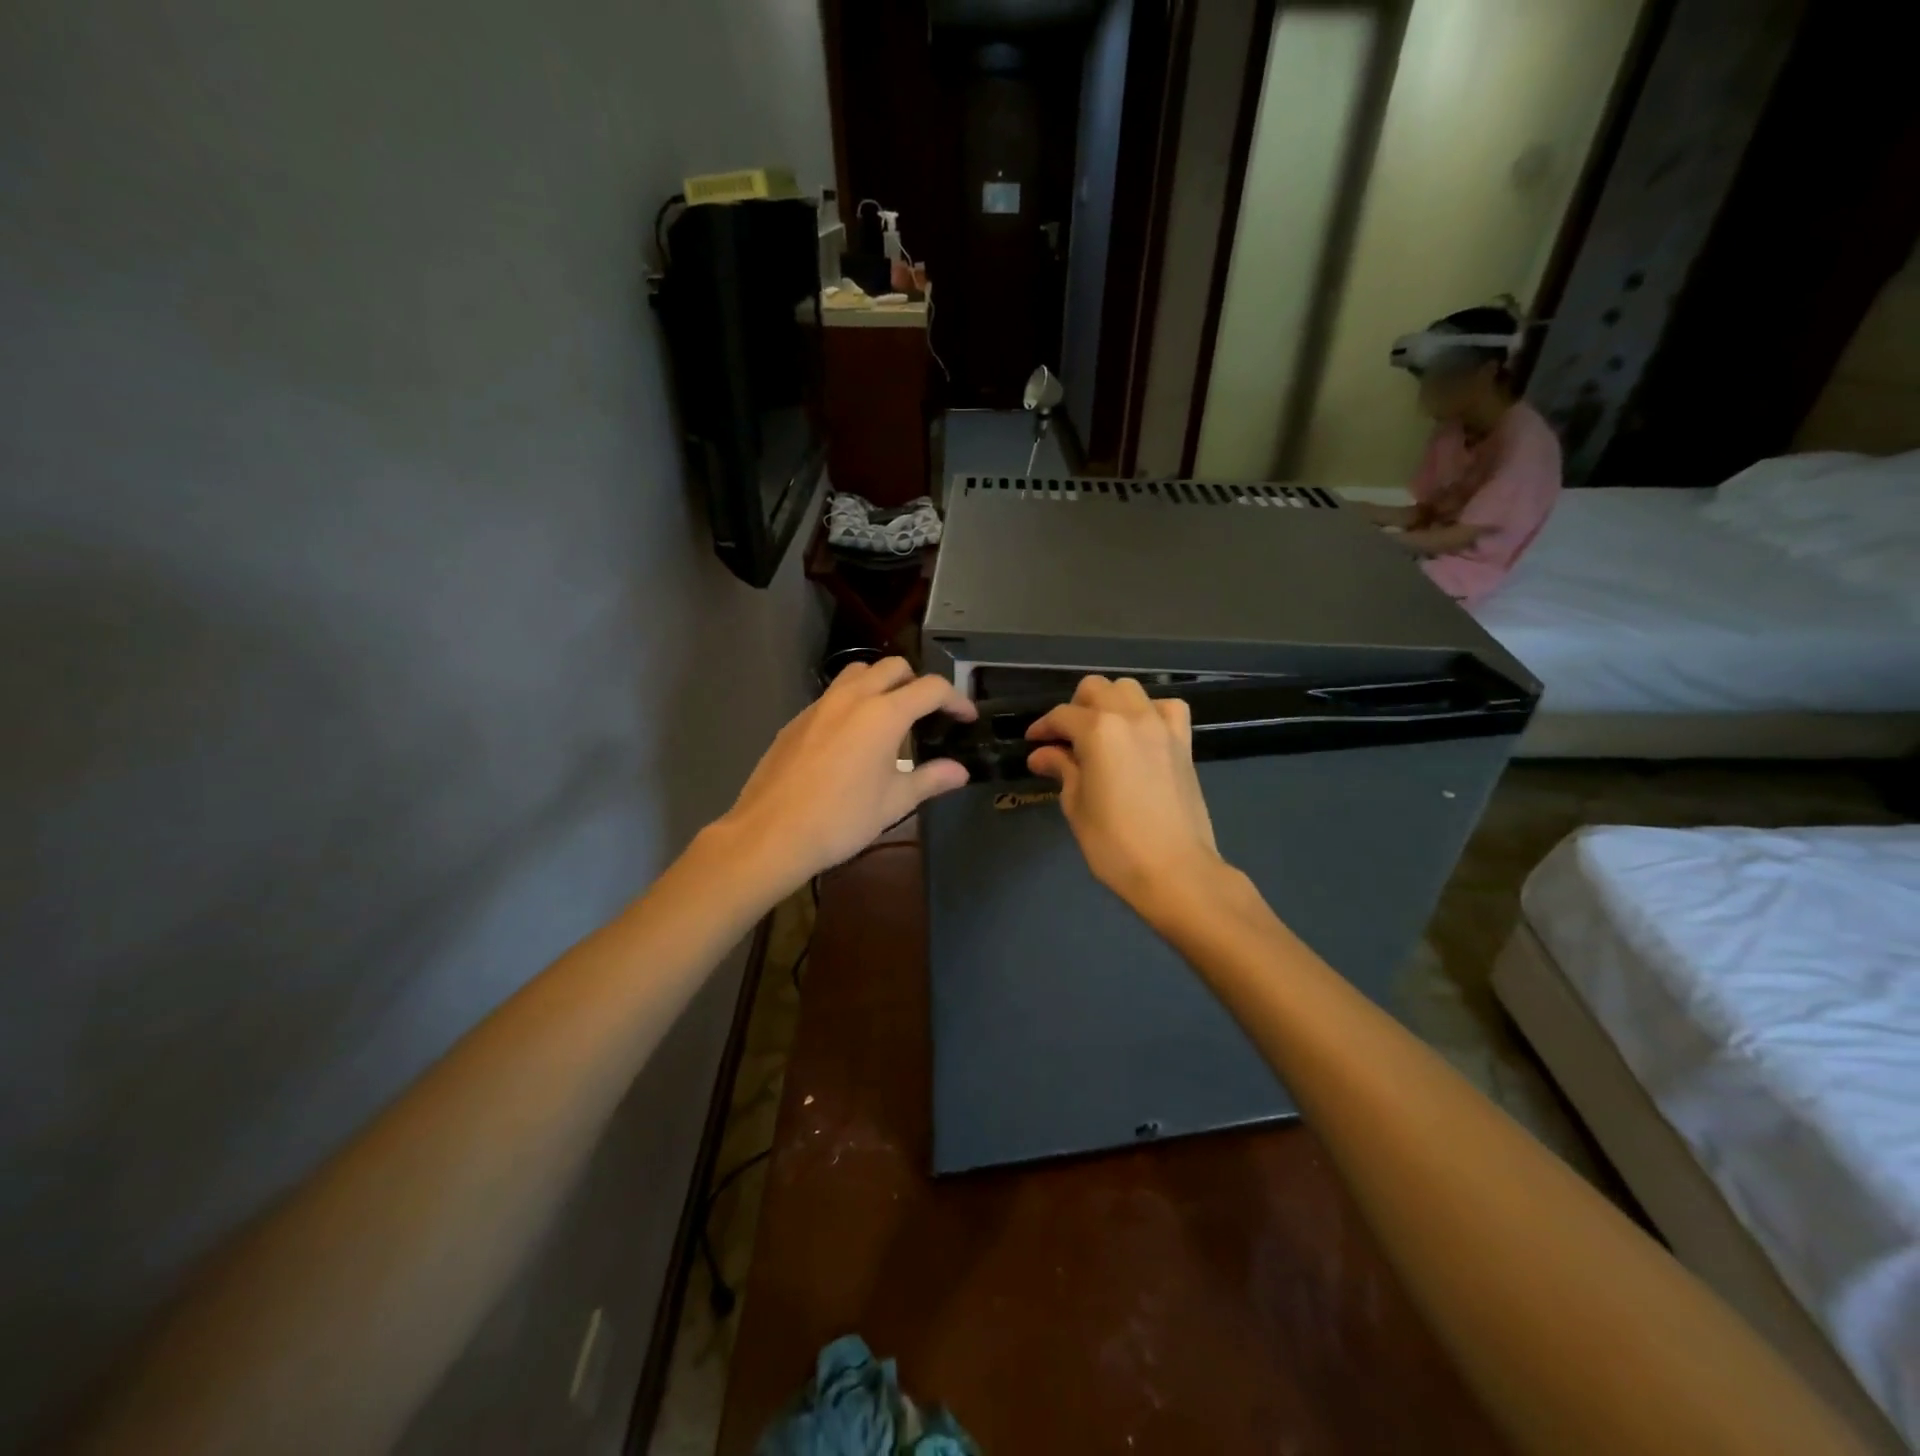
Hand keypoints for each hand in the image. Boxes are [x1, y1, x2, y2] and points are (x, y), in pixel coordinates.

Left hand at [717, 657, 975, 893]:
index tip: (966, 718)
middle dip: (918, 683)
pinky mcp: (797, 720)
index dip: (956, 699)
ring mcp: (820, 705)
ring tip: (892, 716)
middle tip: (929, 714)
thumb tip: (960, 771)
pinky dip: (853, 701)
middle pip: (894, 668)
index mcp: (883, 714)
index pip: (931, 688)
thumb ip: (931, 779)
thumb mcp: (894, 802)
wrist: (771, 834)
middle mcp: (852, 697)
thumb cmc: (841, 819)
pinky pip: (833, 695)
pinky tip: (853, 738)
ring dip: (882, 683)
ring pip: (859, 673)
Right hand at [1025, 676, 1224, 911]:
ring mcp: (1161, 727)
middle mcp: (1130, 717)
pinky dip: (1149, 712)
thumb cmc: (1115, 844)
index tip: (1033, 743)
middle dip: (1075, 707)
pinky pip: (1167, 708)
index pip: (1062, 716)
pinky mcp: (1183, 743)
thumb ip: (1062, 770)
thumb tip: (1042, 754)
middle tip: (1065, 738)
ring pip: (1130, 690)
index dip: (1042, 728)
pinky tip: (1140, 733)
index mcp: (1098, 731)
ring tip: (1100, 732)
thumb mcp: (1076, 806)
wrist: (1175, 870)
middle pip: (1096, 689)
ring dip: (1110, 702)